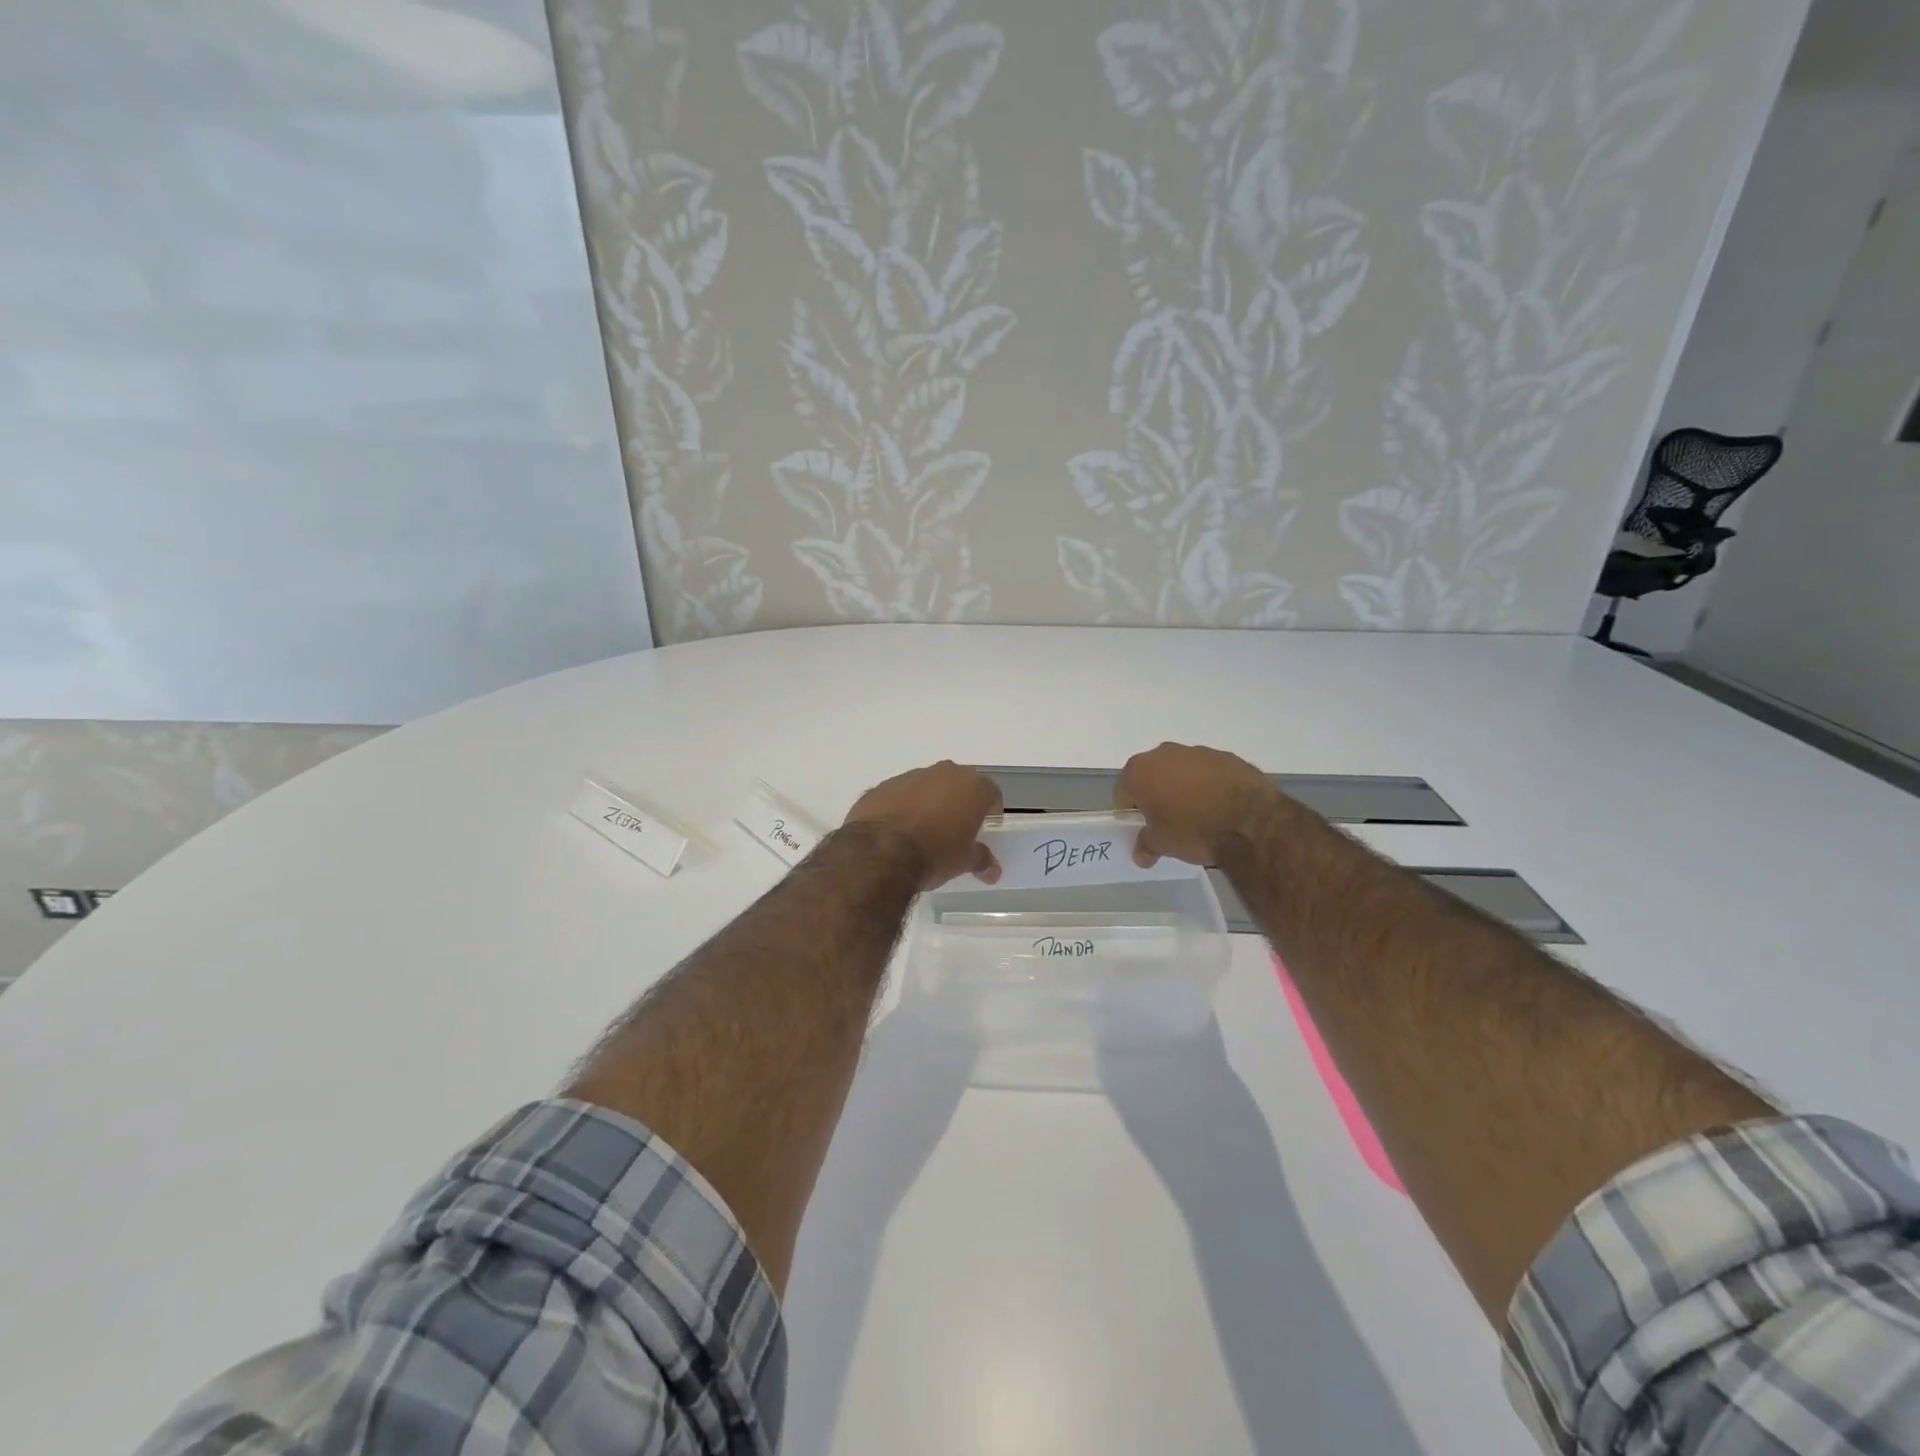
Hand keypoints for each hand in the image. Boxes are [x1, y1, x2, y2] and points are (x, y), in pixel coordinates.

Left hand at [844, 761, 1002, 888]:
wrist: (880, 851)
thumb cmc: (935, 853)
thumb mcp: (964, 862)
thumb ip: (981, 860)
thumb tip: (993, 871)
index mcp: (972, 786)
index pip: (991, 794)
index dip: (990, 812)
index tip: (984, 829)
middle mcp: (944, 773)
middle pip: (959, 785)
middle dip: (959, 804)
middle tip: (955, 830)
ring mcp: (910, 776)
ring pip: (927, 787)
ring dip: (929, 803)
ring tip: (923, 832)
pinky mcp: (883, 786)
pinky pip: (900, 795)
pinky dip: (902, 807)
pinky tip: (896, 831)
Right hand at [1115, 742, 1281, 867]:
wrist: (1250, 820)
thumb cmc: (1192, 829)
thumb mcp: (1162, 844)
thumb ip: (1146, 844)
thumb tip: (1141, 854)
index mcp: (1140, 770)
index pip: (1124, 791)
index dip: (1129, 811)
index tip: (1140, 827)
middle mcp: (1165, 753)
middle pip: (1152, 775)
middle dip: (1156, 794)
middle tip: (1166, 820)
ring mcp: (1198, 751)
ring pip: (1181, 771)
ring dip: (1183, 787)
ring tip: (1197, 814)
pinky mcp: (1227, 757)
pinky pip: (1209, 772)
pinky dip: (1209, 785)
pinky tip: (1220, 807)